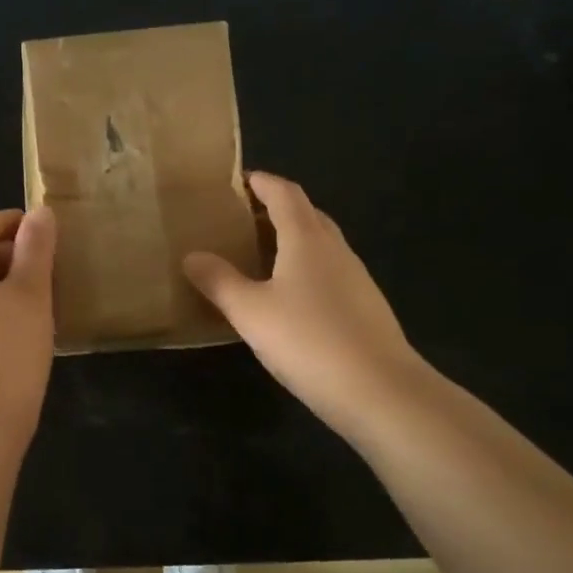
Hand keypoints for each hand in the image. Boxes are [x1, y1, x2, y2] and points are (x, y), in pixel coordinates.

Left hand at [0, 207, 56, 430]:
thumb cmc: (9, 348)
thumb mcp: (31, 294)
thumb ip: (35, 250)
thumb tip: (39, 213)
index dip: (6, 221)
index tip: (37, 224)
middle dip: (6, 251)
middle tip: (43, 259)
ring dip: (2, 281)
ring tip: (37, 293)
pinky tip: (20, 328)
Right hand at [184, 172, 423, 434]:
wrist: (381, 392)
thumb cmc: (308, 340)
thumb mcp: (250, 312)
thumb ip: (218, 281)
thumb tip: (192, 256)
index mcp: (306, 239)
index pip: (285, 194)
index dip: (262, 182)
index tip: (238, 180)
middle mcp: (335, 249)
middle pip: (306, 214)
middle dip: (275, 209)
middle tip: (242, 220)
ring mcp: (356, 278)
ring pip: (320, 244)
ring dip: (291, 240)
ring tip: (259, 256)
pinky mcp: (365, 307)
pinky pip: (329, 272)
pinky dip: (305, 269)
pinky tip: (289, 298)